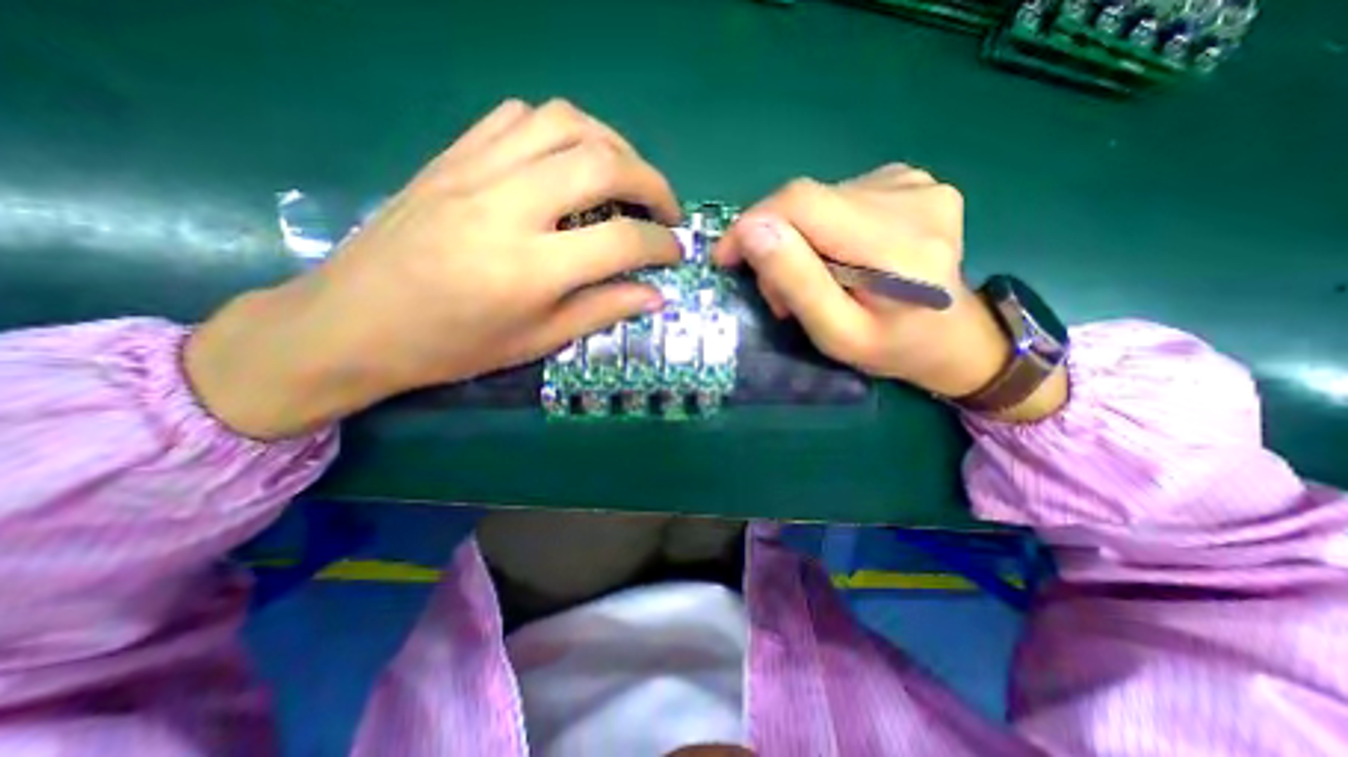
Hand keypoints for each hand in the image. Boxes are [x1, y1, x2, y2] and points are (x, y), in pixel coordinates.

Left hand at [188, 102, 685, 443]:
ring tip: (627, 177)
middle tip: (667, 209)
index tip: (676, 253)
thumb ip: (602, 311)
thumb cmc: (453, 346)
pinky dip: (561, 130)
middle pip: (602, 163)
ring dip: (613, 144)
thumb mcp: (537, 341)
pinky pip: (519, 117)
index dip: (662, 245)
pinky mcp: (453, 155)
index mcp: (530, 268)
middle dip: (653, 182)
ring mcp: (475, 170)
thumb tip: (655, 295)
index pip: (622, 240)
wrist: (354, 323)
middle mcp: (508, 206)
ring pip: (565, 122)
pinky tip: (570, 160)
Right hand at [715, 163, 1063, 420]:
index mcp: (900, 246)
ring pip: (820, 198)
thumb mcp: (837, 335)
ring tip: (813, 281)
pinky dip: (821, 229)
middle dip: (774, 242)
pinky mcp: (911, 181)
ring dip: (797, 239)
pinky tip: (838, 258)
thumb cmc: (892, 349)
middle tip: (778, 292)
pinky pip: (840, 197)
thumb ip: (797, 283)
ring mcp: (918, 183)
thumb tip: (752, 229)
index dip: (752, 223)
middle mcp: (914, 198)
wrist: (953, 337)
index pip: (803, 203)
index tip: (726, 257)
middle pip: (808, 200)